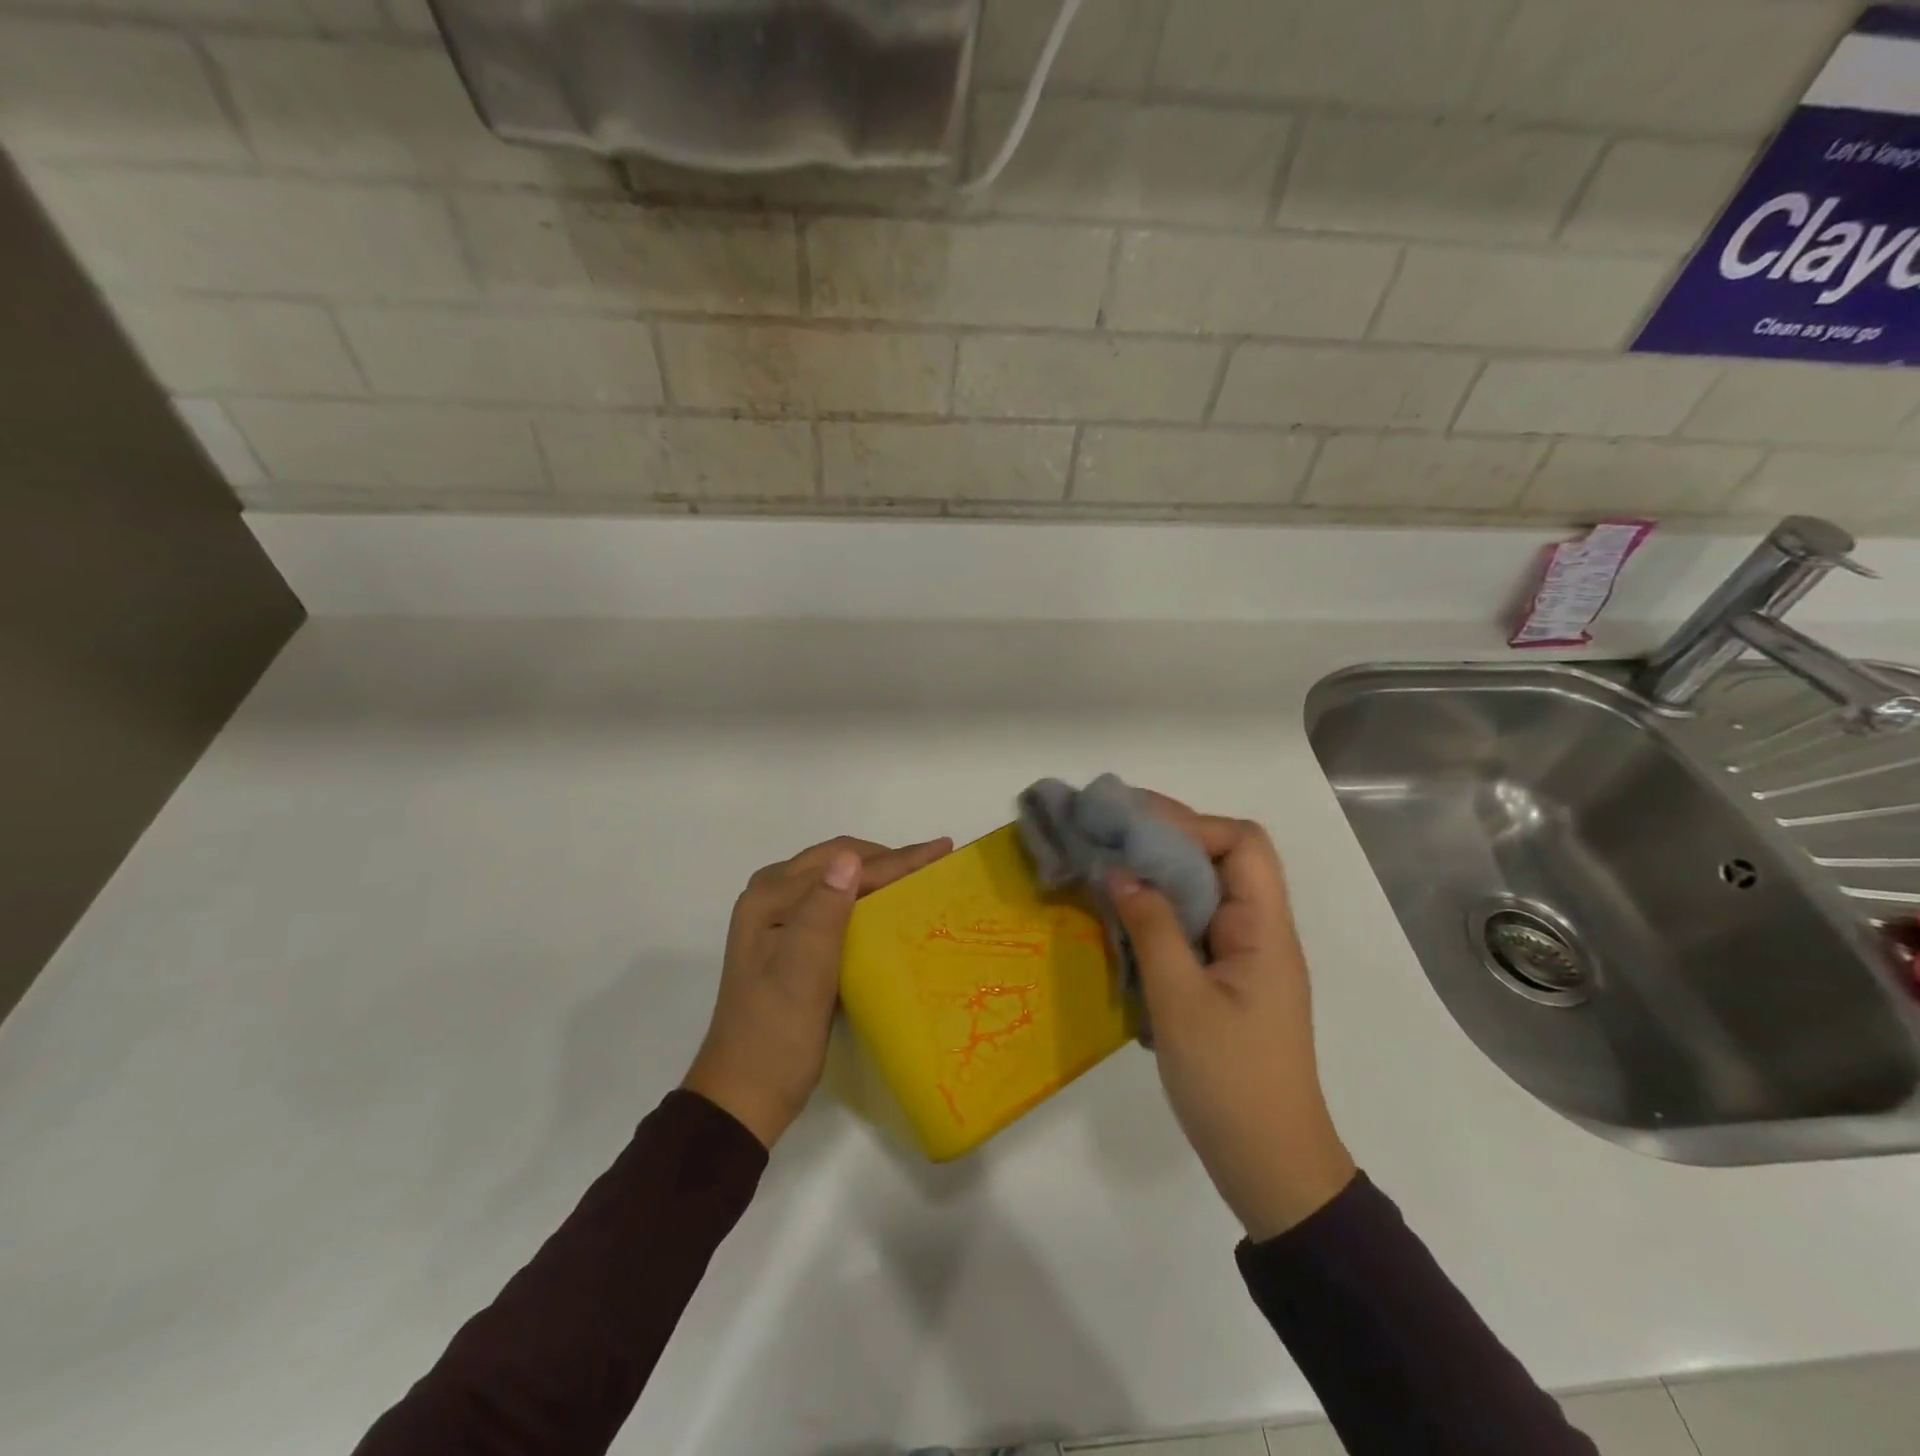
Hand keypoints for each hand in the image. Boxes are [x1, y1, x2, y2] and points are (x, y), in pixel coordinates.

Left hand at [684, 835, 952, 1149]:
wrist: (744, 1096)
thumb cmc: (776, 1034)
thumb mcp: (802, 973)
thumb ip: (824, 911)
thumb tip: (851, 858)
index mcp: (770, 898)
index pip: (842, 864)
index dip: (895, 858)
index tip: (942, 850)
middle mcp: (770, 899)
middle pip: (837, 862)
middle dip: (888, 860)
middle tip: (935, 863)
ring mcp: (778, 921)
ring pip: (836, 881)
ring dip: (877, 876)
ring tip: (919, 878)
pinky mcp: (789, 943)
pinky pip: (833, 905)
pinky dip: (864, 900)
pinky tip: (887, 909)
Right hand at [1109, 796, 1355, 1241]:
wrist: (1269, 1165)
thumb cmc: (1230, 1082)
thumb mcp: (1180, 1001)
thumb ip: (1152, 928)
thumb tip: (1120, 871)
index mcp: (1265, 929)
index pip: (1243, 844)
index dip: (1192, 826)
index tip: (1134, 829)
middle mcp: (1261, 931)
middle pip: (1223, 859)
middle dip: (1167, 839)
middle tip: (1109, 835)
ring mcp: (1245, 956)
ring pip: (1206, 891)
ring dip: (1160, 874)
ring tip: (1108, 865)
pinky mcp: (1226, 979)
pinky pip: (1194, 925)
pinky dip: (1160, 910)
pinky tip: (1122, 915)